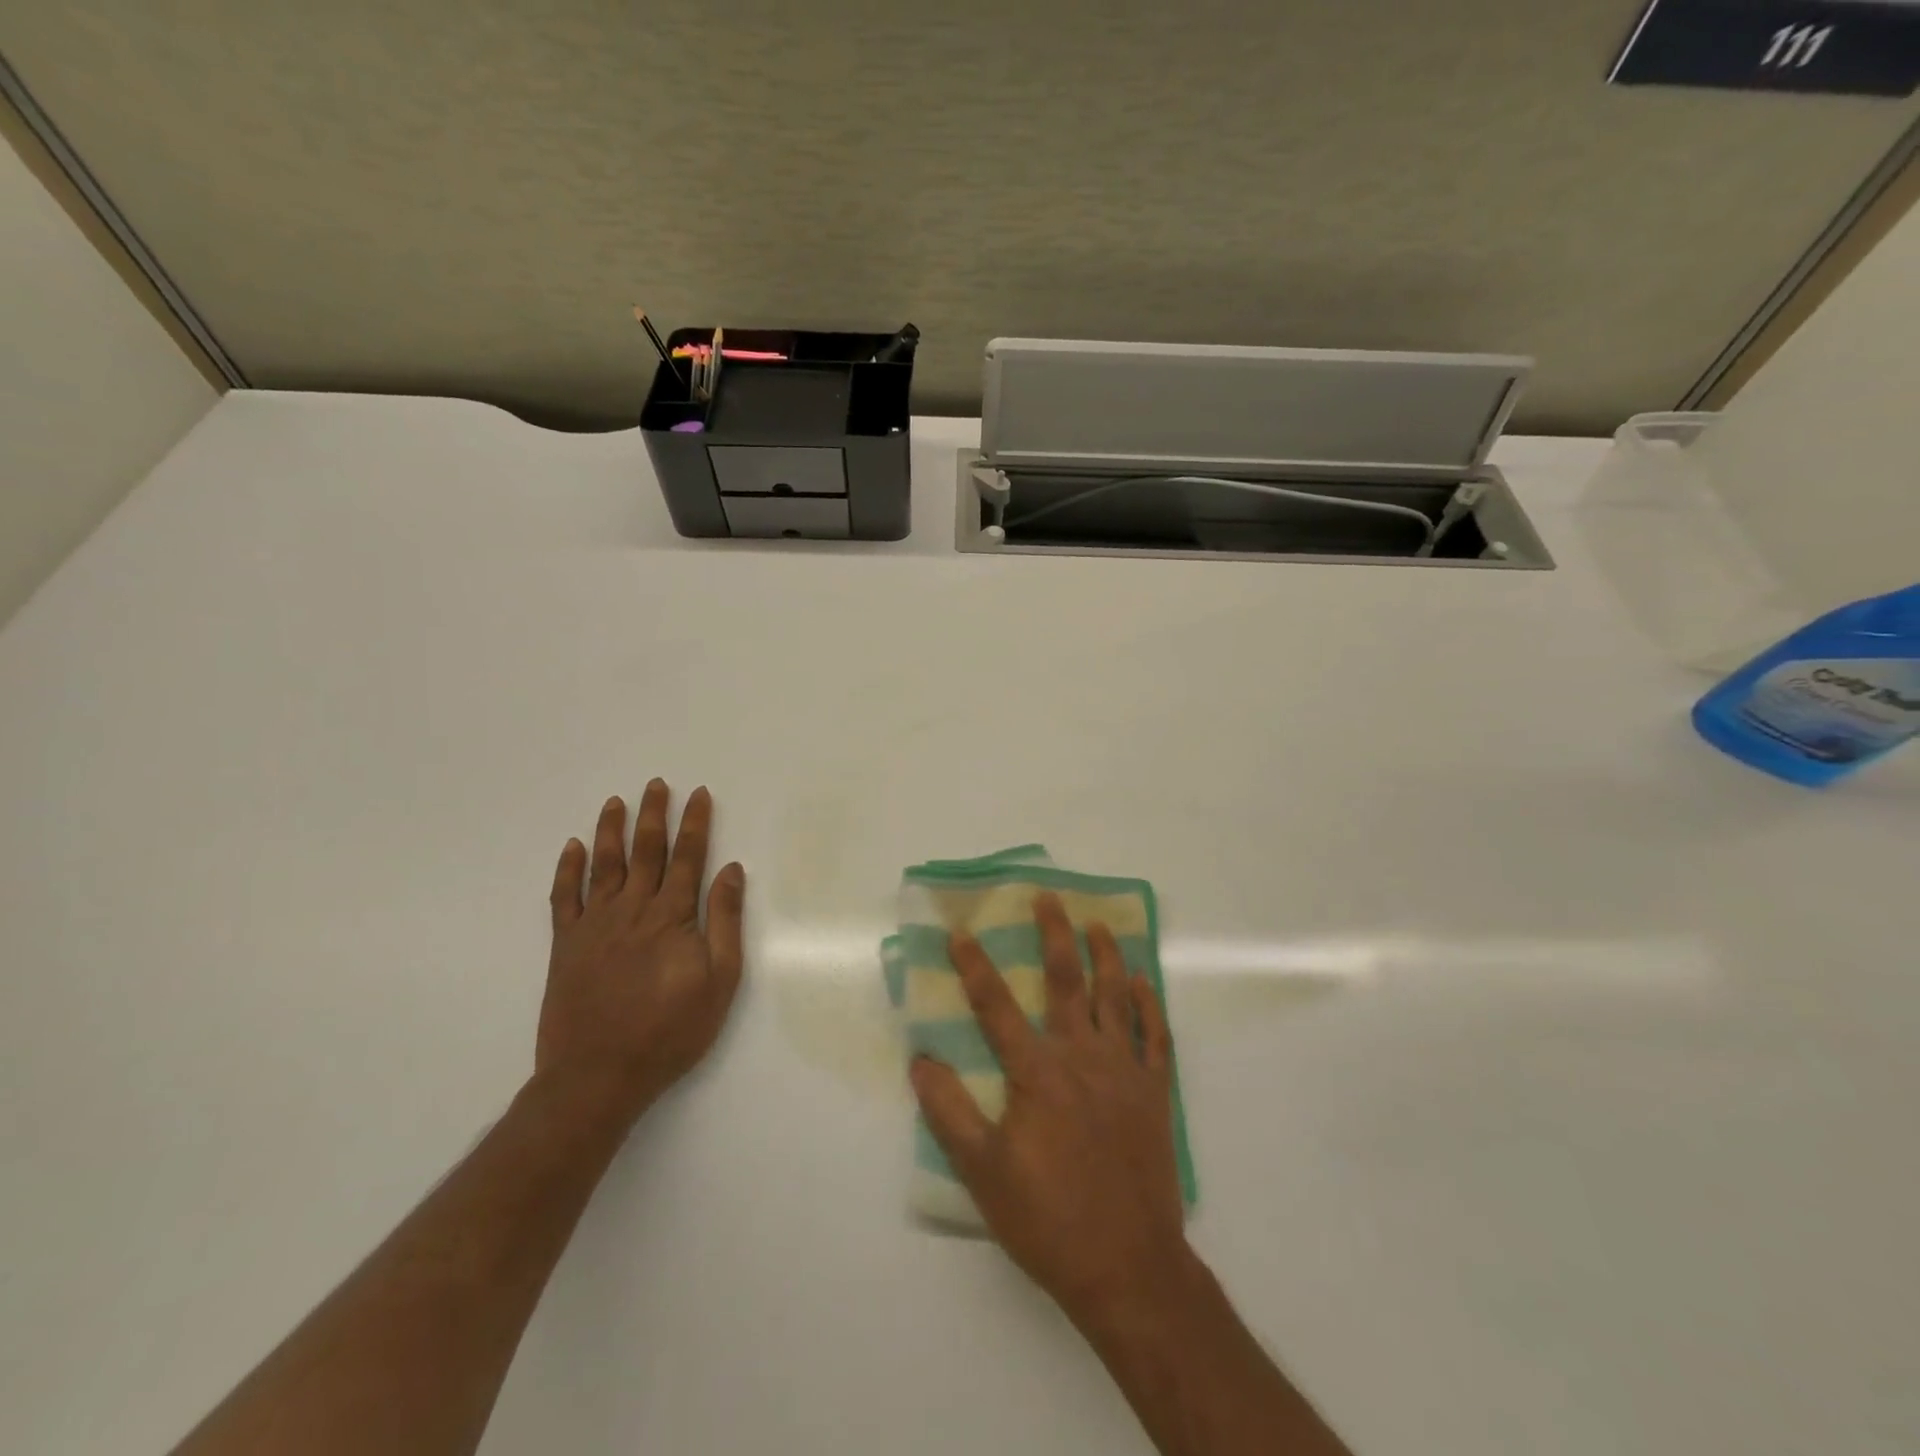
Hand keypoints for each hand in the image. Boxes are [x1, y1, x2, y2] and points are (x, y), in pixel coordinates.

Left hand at [535, 780, 744, 1125]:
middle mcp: (632, 909)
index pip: (688, 857)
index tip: (699, 795)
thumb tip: (731, 870)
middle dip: (654, 815)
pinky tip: (573, 847)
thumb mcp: (720, 980)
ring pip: (604, 865)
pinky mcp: (565, 945)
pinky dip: (568, 869)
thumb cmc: (670, 1031)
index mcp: (671, 916)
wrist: (598, 1075)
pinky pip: (564, 897)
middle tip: (657, 784)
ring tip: (617, 801)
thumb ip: (725, 921)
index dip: (695, 824)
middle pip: (646, 851)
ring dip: (611, 830)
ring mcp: (594, 925)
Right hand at [910, 893, 1192, 1328]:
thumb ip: (948, 1111)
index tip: (960, 932)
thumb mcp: (982, 1172)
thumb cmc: (1047, 1219)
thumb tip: (920, 1059)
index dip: (975, 966)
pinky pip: (1155, 1036)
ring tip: (1099, 924)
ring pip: (1115, 997)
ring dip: (1106, 956)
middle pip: (1066, 981)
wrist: (1127, 1267)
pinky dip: (1149, 1005)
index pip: (997, 1006)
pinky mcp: (1155, 1094)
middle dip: (1054, 935)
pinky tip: (1142, 982)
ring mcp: (1124, 1072)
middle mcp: (1082, 1057)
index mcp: (1037, 1072)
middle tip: (1048, 898)